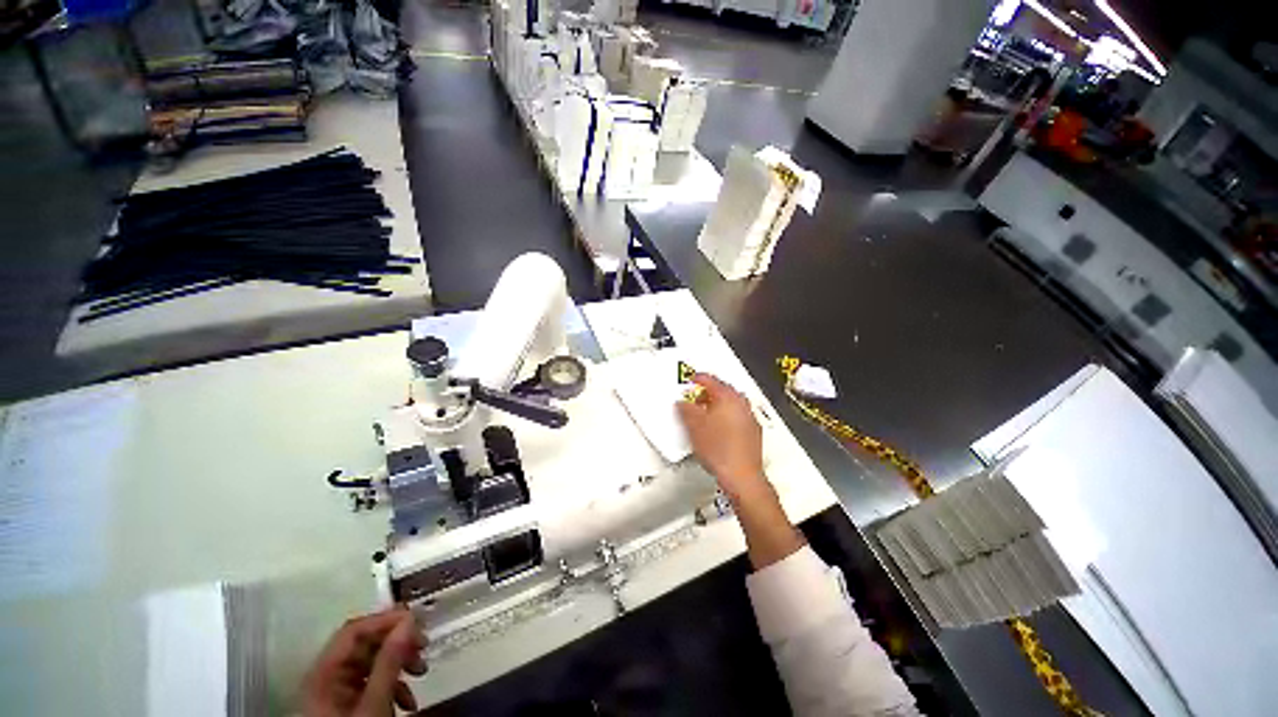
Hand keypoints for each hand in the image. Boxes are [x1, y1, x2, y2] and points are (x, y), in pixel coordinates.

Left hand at [301, 607, 426, 716]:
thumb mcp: (373, 704)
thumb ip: (389, 662)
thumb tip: (409, 622)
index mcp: (324, 674)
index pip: (354, 630)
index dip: (386, 620)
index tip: (417, 621)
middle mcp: (327, 678)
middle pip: (364, 645)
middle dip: (398, 643)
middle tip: (424, 646)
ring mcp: (336, 693)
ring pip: (372, 663)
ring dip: (400, 664)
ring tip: (421, 672)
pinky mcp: (347, 706)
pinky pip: (372, 683)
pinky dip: (394, 685)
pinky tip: (408, 700)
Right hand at [676, 372, 766, 500]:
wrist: (740, 475)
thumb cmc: (721, 451)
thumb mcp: (694, 426)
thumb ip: (685, 410)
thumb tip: (682, 404)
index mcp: (727, 397)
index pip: (711, 380)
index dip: (698, 378)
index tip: (692, 379)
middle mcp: (741, 404)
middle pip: (723, 390)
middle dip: (708, 393)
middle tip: (695, 398)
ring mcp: (749, 418)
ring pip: (731, 404)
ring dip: (718, 405)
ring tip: (705, 415)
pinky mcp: (753, 432)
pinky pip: (738, 417)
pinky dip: (727, 417)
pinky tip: (718, 429)